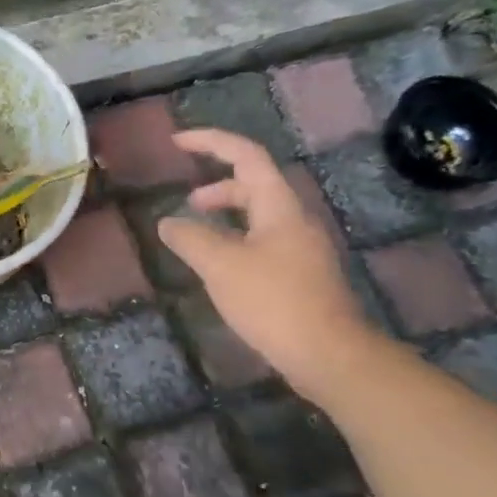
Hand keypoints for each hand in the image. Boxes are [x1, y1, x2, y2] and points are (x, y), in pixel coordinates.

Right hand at [158, 129, 378, 396]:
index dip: (211, 142)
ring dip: (225, 216)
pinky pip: (262, 243)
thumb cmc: (273, 301)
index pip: (246, 156)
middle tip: (186, 201)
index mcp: (278, 207)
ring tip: (196, 237)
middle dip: (217, 186)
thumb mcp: (220, 265)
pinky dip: (234, 241)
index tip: (176, 142)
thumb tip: (167, 222)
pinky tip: (219, 269)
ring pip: (258, 217)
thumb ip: (189, 238)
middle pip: (254, 185)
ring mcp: (300, 249)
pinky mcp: (300, 276)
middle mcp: (294, 220)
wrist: (328, 355)